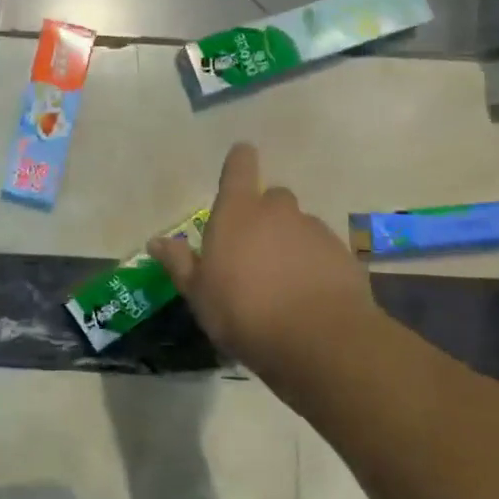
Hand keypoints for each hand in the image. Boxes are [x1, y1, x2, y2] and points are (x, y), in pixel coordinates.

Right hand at [149, 143, 376, 384]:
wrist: (319, 340)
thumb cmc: (244, 312)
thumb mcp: (199, 294)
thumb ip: (179, 263)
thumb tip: (154, 240)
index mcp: (238, 213)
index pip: (240, 167)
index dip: (240, 160)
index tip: (241, 158)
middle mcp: (278, 211)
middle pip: (273, 198)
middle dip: (265, 215)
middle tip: (254, 248)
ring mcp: (314, 231)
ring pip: (299, 226)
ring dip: (290, 242)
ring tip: (283, 279)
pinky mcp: (343, 255)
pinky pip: (322, 252)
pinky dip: (314, 264)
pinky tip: (308, 294)